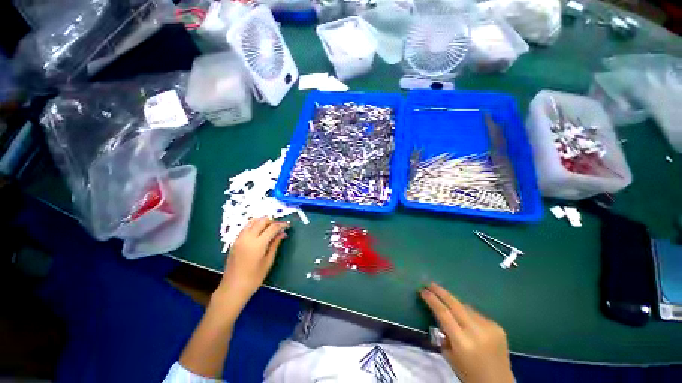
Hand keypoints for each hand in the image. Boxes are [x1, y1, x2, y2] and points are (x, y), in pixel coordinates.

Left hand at [216, 218, 288, 308]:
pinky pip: (246, 227)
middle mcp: (248, 237)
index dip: (281, 225)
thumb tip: (283, 234)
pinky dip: (254, 225)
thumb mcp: (268, 261)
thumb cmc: (254, 278)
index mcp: (258, 244)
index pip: (272, 227)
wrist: (233, 288)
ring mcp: (240, 238)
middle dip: (272, 221)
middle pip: (262, 221)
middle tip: (279, 228)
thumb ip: (275, 244)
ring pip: (253, 222)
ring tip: (269, 229)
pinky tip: (259, 233)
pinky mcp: (235, 241)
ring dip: (262, 222)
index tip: (288, 226)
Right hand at [421, 283, 513, 382]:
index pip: (443, 313)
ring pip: (466, 307)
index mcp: (462, 342)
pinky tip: (465, 319)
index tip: (423, 291)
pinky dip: (467, 313)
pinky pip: (476, 314)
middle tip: (430, 283)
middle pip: (455, 304)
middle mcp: (476, 331)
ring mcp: (489, 327)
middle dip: (440, 292)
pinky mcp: (497, 326)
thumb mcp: (449, 356)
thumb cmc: (468, 373)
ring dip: (454, 303)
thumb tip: (438, 316)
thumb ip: (443, 334)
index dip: (432, 300)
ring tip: (446, 301)